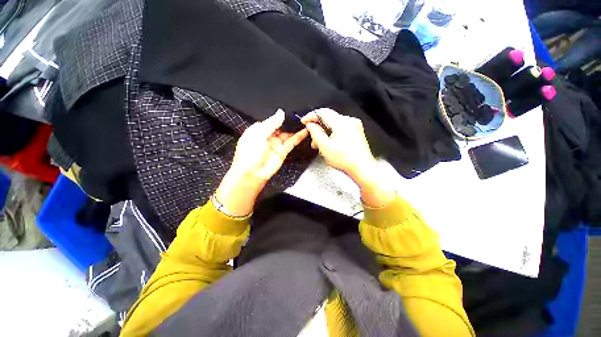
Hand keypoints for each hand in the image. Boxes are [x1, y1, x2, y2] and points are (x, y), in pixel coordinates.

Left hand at [216, 110, 308, 215]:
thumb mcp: (258, 135)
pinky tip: (305, 131)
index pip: (272, 120)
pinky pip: (292, 142)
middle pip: (281, 126)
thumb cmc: (250, 154)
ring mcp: (276, 144)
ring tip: (306, 121)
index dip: (281, 116)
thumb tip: (280, 112)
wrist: (252, 174)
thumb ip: (271, 123)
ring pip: (288, 133)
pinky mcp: (283, 151)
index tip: (291, 110)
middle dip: (290, 121)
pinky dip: (299, 137)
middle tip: (301, 115)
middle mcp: (268, 136)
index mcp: (259, 130)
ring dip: (296, 128)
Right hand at [301, 108, 377, 182]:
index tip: (304, 121)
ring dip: (324, 132)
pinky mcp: (355, 132)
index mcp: (342, 124)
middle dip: (318, 127)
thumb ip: (316, 134)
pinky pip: (340, 128)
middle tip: (312, 138)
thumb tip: (310, 125)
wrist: (362, 168)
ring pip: (333, 124)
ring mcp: (354, 126)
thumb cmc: (346, 161)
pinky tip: (329, 143)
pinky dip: (332, 134)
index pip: (323, 112)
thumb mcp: (325, 147)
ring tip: (320, 145)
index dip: (311, 116)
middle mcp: (349, 122)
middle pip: (328, 118)